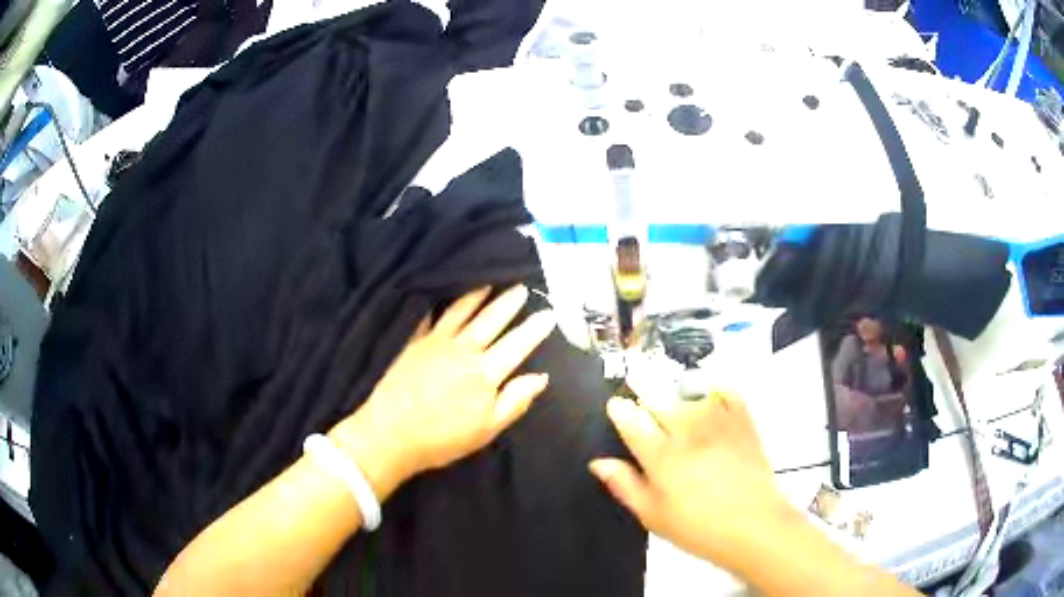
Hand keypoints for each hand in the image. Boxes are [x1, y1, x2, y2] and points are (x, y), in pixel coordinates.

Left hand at [330, 286, 554, 497]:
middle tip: (521, 287)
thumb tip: (541, 377)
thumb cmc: (442, 439)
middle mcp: (463, 350)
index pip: (517, 344)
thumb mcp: (486, 430)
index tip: (549, 312)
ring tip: (488, 283)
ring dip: (477, 295)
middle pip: (491, 320)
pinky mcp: (414, 343)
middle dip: (509, 303)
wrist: (390, 434)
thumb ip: (515, 402)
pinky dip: (438, 305)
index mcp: (485, 373)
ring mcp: (436, 343)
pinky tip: (441, 297)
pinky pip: (430, 318)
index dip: (535, 328)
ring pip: (461, 312)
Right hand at [589, 392, 794, 570]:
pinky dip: (713, 391)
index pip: (630, 417)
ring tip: (678, 417)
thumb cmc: (698, 528)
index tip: (616, 409)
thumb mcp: (653, 516)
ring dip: (676, 400)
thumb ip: (625, 485)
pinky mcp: (742, 420)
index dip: (619, 410)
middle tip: (647, 421)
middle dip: (646, 404)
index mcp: (661, 456)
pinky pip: (724, 390)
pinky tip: (709, 401)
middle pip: (657, 399)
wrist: (755, 525)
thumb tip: (599, 463)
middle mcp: (688, 429)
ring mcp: (718, 420)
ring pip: (687, 393)